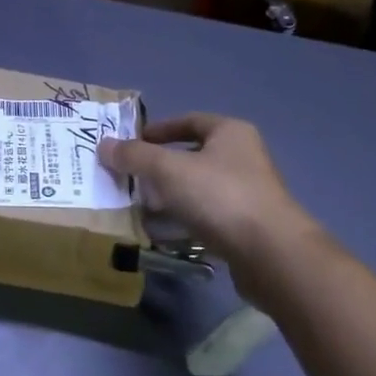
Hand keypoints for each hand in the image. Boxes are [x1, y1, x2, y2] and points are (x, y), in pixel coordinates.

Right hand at [99, 113, 326, 302]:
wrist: (271, 254)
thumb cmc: (220, 197)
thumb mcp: (169, 170)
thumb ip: (135, 156)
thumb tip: (103, 145)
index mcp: (230, 133)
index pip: (189, 121)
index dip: (158, 130)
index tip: (132, 144)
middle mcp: (243, 158)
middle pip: (192, 156)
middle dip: (159, 168)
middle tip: (130, 179)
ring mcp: (248, 194)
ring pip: (198, 189)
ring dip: (169, 198)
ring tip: (139, 208)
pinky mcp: (247, 228)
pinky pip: (207, 217)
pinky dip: (183, 222)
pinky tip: (161, 234)